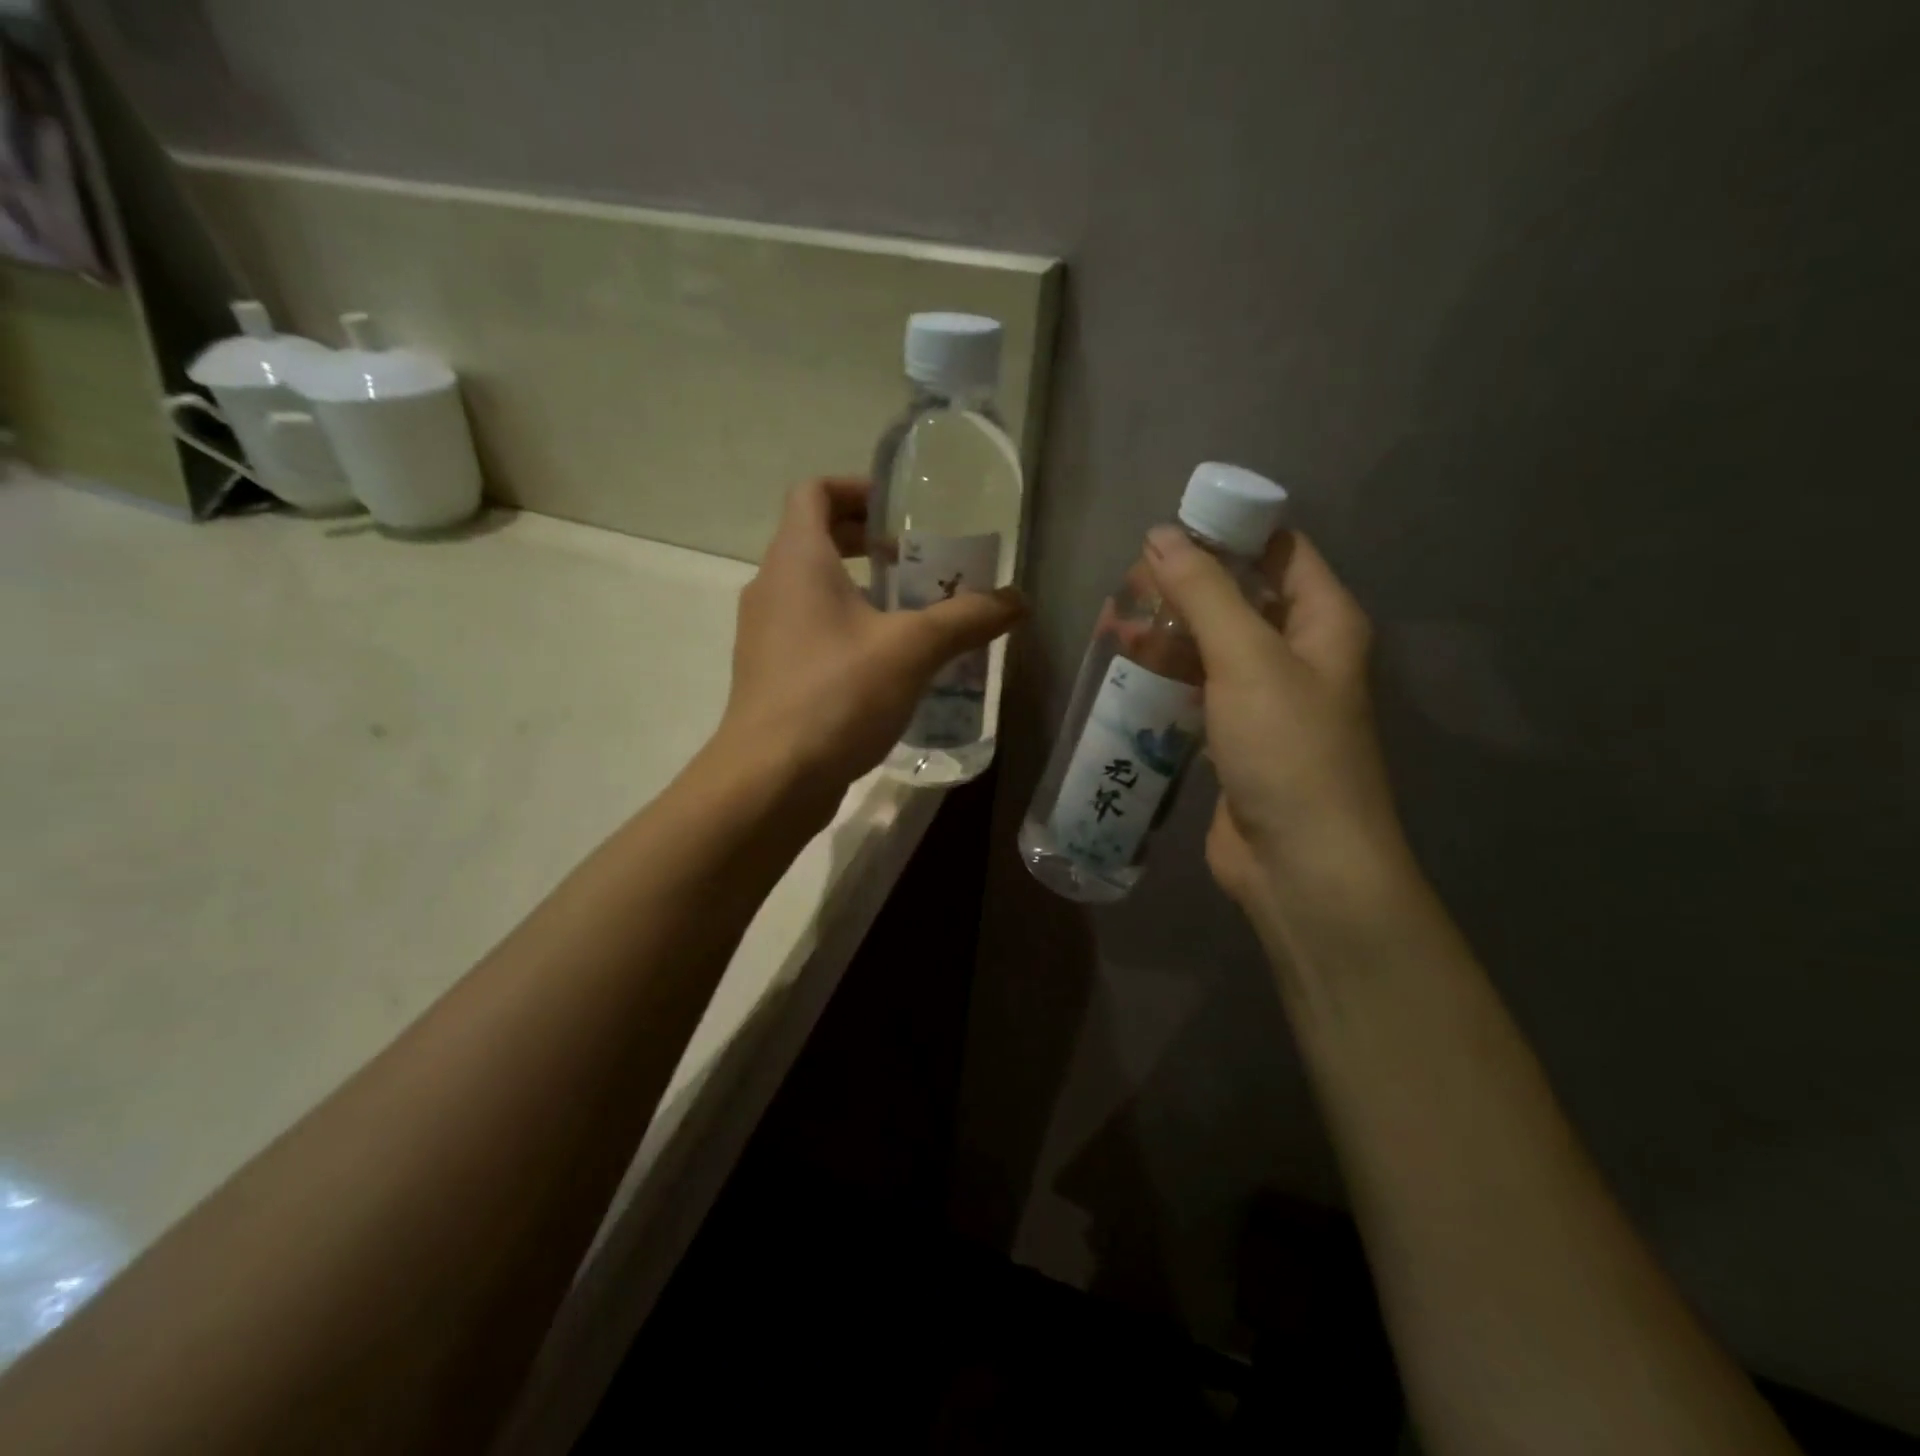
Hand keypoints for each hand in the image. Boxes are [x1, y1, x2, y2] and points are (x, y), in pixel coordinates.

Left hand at [715, 477, 1024, 799]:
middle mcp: (770, 587)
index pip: (814, 491)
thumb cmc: (837, 694)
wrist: (771, 778)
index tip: (899, 513)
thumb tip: (1018, 601)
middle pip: (814, 539)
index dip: (856, 489)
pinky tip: (886, 667)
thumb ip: (967, 618)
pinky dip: (845, 630)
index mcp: (796, 559)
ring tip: (911, 616)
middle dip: (866, 543)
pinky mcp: (770, 675)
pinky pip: (809, 632)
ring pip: (812, 591)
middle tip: (916, 563)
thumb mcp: (913, 650)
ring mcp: (765, 634)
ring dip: (860, 591)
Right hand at [1143, 524, 1405, 914]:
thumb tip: (1161, 535)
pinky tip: (1125, 676)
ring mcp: (1267, 702)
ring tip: (1112, 628)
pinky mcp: (1236, 740)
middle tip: (1125, 586)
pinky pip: (1199, 694)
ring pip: (1212, 650)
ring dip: (1168, 637)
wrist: (1300, 863)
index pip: (1280, 552)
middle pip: (1239, 601)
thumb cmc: (1287, 749)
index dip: (1230, 532)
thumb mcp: (1247, 658)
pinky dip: (1167, 681)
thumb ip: (1204, 593)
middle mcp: (1300, 655)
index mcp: (1323, 622)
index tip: (1169, 528)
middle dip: (1184, 589)